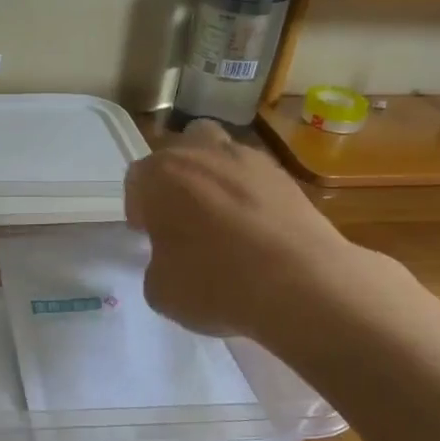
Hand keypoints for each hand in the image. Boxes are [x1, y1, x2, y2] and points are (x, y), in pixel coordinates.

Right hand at [124, 119, 356, 338]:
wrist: (302, 284)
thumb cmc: (214, 283)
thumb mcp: (160, 290)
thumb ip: (157, 264)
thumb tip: (172, 259)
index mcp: (161, 175)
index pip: (138, 179)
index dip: (139, 207)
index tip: (147, 234)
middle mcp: (203, 155)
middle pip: (181, 150)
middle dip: (177, 179)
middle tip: (182, 219)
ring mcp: (251, 161)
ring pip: (223, 157)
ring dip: (216, 181)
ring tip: (224, 224)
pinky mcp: (288, 178)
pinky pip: (257, 181)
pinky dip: (252, 199)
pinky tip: (257, 234)